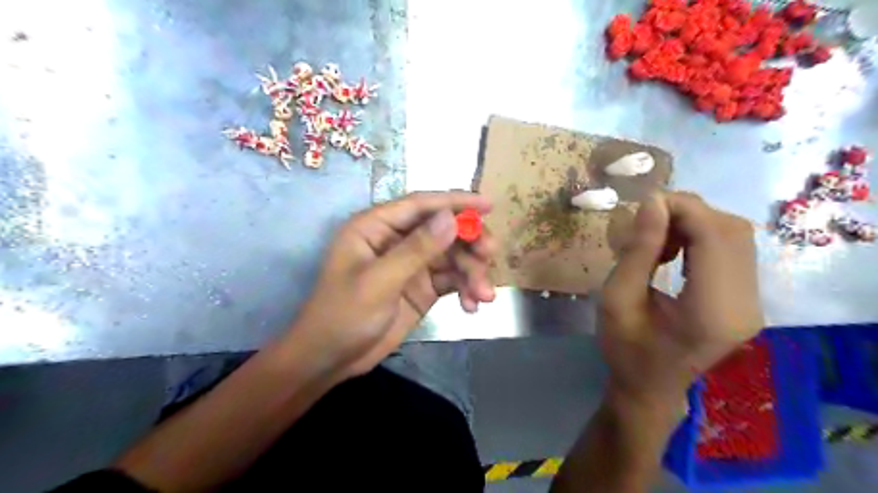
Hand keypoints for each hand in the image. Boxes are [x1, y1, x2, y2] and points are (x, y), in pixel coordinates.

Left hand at [286, 190, 491, 378]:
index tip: (488, 204)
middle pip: (443, 230)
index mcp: (376, 227)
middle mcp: (397, 240)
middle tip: (490, 255)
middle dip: (469, 242)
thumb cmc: (343, 315)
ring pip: (452, 257)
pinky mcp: (422, 288)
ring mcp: (412, 265)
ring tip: (484, 295)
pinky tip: (472, 306)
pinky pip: (452, 280)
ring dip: (472, 272)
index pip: (421, 205)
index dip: (455, 201)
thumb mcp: (379, 282)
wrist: (331, 360)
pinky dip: (465, 290)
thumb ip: (416, 249)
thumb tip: (451, 218)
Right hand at [604, 191, 762, 403]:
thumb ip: (638, 251)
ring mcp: (752, 303)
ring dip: (694, 223)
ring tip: (658, 238)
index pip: (714, 236)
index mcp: (711, 311)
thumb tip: (653, 201)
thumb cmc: (625, 348)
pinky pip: (733, 250)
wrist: (650, 387)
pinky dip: (702, 237)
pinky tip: (675, 249)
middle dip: (687, 212)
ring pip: (736, 236)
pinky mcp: (747, 300)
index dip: (682, 208)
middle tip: (646, 222)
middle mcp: (745, 304)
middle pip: (731, 231)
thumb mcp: (617, 299)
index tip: (643, 205)